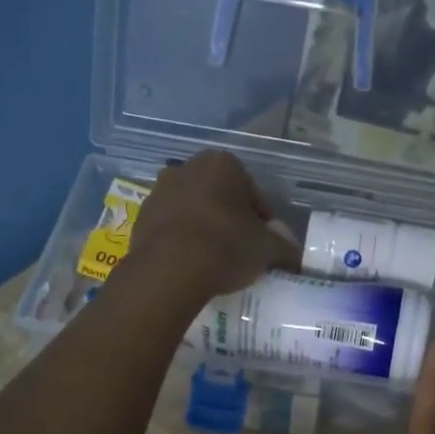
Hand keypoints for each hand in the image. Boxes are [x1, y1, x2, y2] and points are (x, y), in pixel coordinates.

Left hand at [130, 151, 299, 300]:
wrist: (169, 269)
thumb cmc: (226, 246)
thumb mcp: (267, 249)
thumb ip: (284, 247)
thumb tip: (294, 254)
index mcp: (224, 164)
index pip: (253, 194)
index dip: (262, 222)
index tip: (264, 245)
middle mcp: (188, 167)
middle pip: (220, 197)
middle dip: (230, 219)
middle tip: (240, 251)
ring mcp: (159, 191)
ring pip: (193, 210)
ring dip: (204, 228)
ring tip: (214, 261)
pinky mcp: (140, 217)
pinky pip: (171, 227)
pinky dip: (182, 240)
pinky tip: (191, 264)